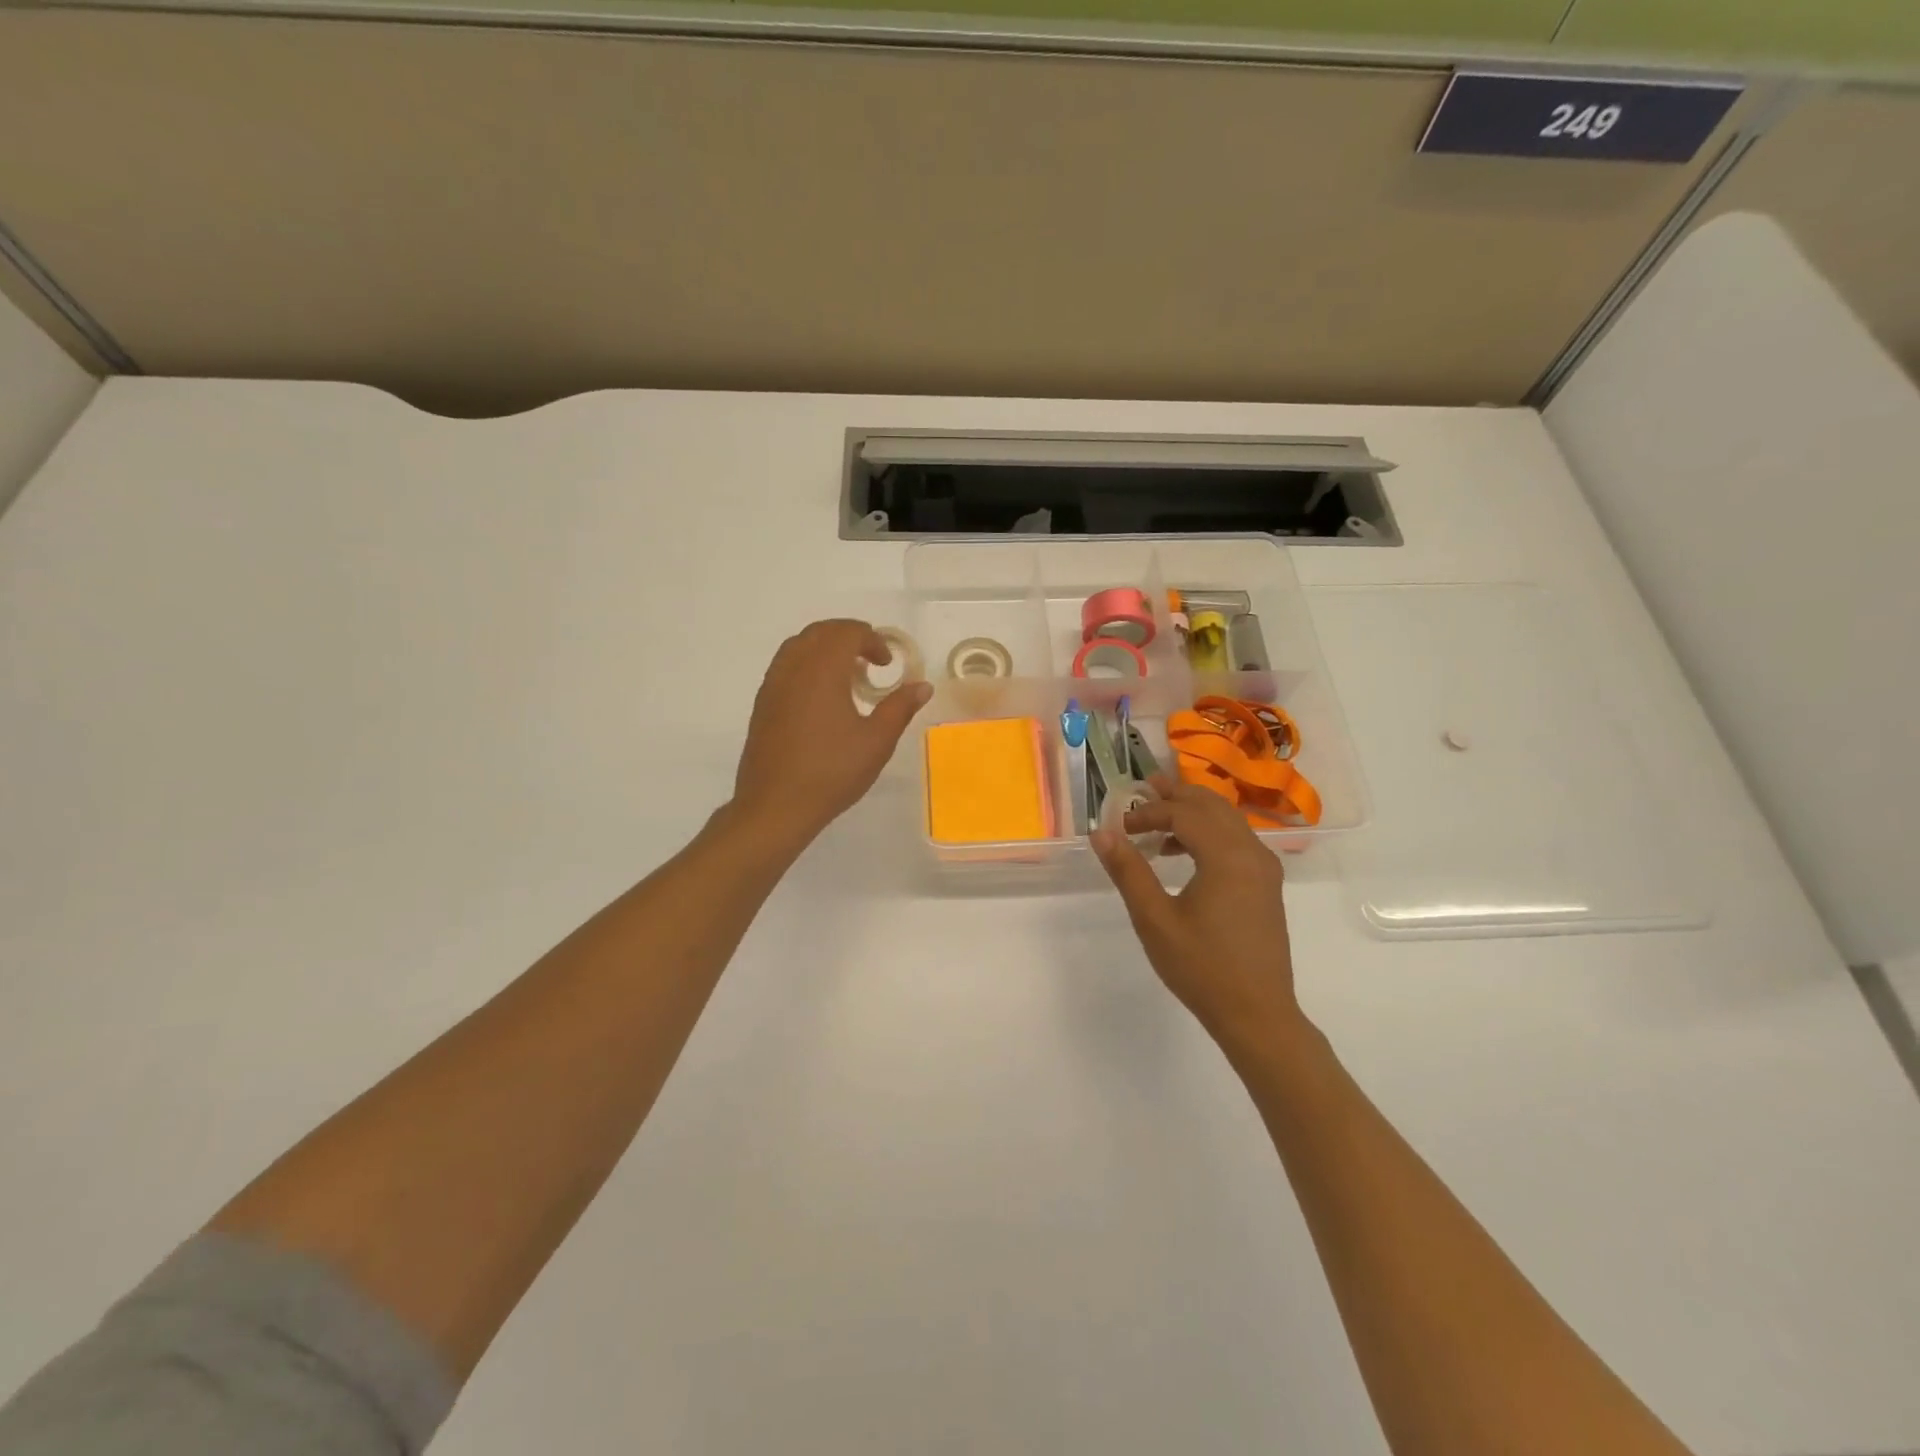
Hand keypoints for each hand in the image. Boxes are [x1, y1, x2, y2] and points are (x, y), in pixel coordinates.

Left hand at [733, 619, 931, 846]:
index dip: (872, 640)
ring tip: (847, 676)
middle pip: (820, 631)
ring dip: (826, 648)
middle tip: (871, 662)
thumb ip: (900, 707)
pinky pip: (786, 666)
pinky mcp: (762, 704)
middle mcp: (793, 667)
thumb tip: (922, 686)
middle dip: (849, 637)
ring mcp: (772, 684)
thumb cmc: (831, 772)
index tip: (888, 664)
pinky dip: (807, 665)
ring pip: (799, 645)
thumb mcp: (876, 742)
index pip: (847, 632)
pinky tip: (822, 697)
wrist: (775, 806)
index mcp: (822, 670)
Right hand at [1090, 775, 1304, 1053]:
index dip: (1149, 812)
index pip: (1183, 814)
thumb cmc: (1202, 968)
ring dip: (1193, 812)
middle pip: (1212, 805)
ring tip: (1158, 818)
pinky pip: (1237, 840)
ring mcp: (1264, 868)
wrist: (1258, 1015)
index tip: (1120, 826)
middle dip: (1175, 795)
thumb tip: (1102, 832)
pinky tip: (1183, 853)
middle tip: (1142, 790)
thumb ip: (1128, 871)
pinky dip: (1209, 832)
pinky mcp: (1266, 884)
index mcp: (1227, 857)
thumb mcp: (1155, 920)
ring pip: (1228, 820)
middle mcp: (1252, 852)